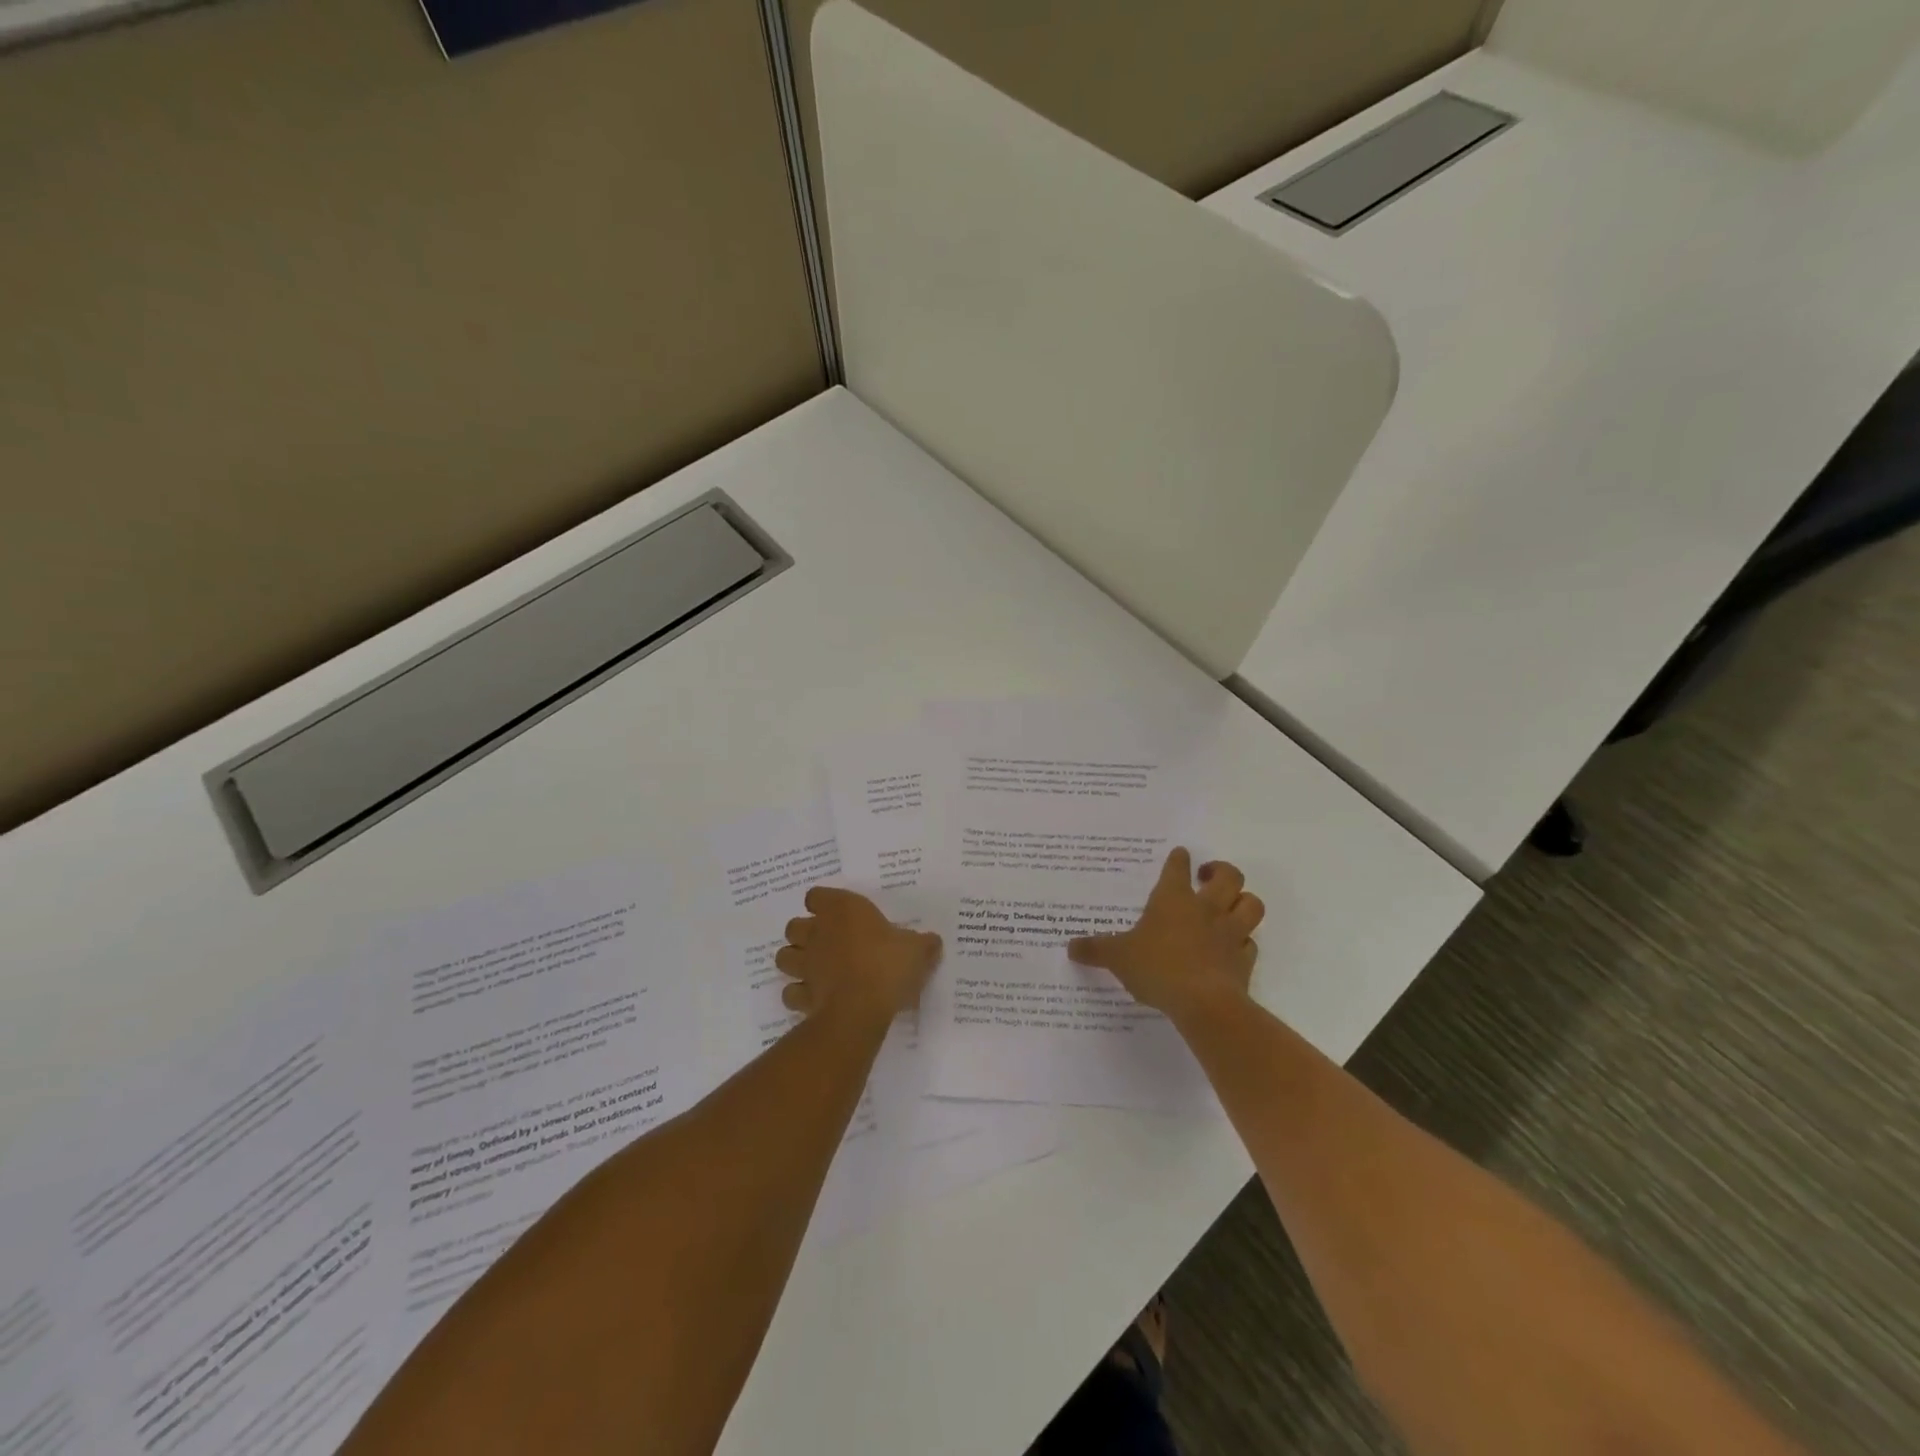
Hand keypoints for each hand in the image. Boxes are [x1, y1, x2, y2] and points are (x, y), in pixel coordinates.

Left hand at [776, 886, 941, 1023]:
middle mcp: (817, 932)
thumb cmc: (888, 965)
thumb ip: (923, 944)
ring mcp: (805, 965)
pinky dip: (798, 994)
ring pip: (784, 956)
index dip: (824, 904)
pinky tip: (815, 998)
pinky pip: (791, 991)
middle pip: (794, 925)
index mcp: (843, 910)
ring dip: (796, 961)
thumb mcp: (918, 950)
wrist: (860, 1009)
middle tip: (828, 943)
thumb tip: (932, 942)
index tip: (839, 914)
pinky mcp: (801, 995)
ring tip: (816, 969)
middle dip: (805, 933)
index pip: (816, 895)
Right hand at [1067, 848, 1263, 1017]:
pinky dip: (1244, 942)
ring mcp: (1230, 933)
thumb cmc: (1157, 968)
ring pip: (1251, 904)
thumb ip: (1095, 950)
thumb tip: (1070, 947)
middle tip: (1208, 877)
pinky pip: (1251, 944)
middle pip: (1229, 876)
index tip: (1180, 855)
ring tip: (1230, 905)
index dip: (1179, 859)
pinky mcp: (1244, 960)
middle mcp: (1206, 909)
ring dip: (1243, 901)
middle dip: (1221, 871)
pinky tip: (1233, 948)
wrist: (1204, 1003)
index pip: (1178, 867)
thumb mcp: (1117, 957)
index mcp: (1173, 899)